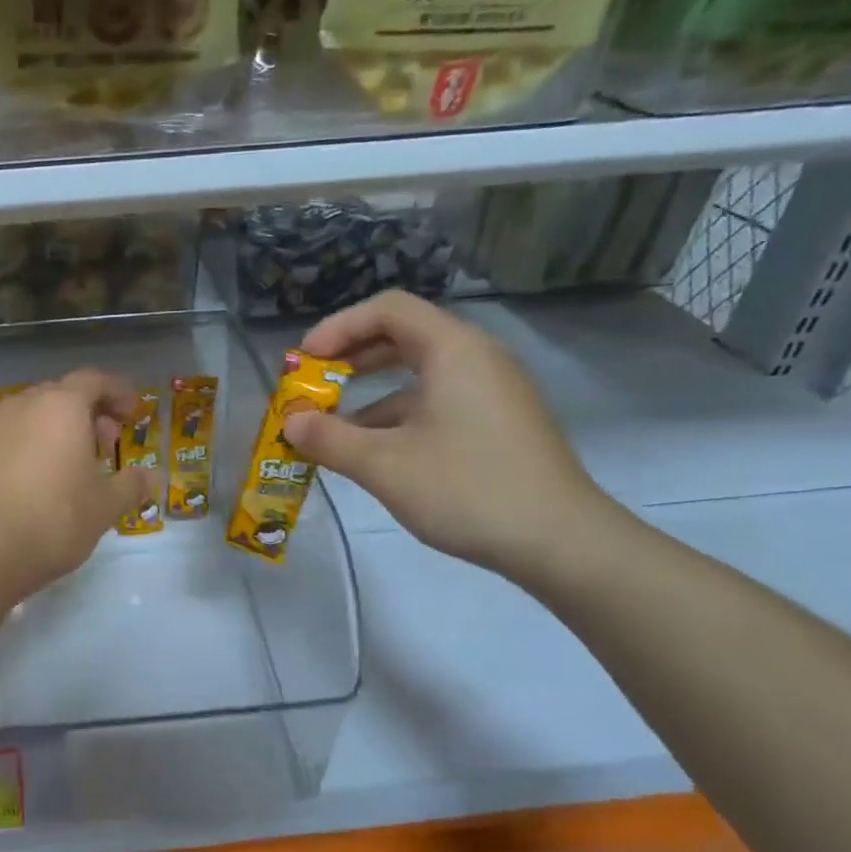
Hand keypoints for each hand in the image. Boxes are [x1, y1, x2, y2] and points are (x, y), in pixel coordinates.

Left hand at [0, 369, 158, 603]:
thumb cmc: (52, 521)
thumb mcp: (104, 508)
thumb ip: (131, 486)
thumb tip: (153, 477)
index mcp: (61, 407)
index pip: (94, 380)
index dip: (117, 392)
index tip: (132, 412)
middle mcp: (22, 406)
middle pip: (60, 394)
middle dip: (88, 413)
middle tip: (105, 443)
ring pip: (30, 416)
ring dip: (54, 430)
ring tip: (69, 466)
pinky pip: (5, 438)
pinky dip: (25, 448)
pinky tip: (30, 482)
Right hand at [281, 291, 609, 576]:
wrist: (560, 542)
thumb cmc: (466, 490)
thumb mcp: (384, 465)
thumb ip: (329, 439)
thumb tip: (290, 424)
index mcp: (453, 350)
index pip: (387, 309)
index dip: (338, 328)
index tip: (304, 362)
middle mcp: (476, 358)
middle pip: (403, 336)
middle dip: (350, 358)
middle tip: (312, 386)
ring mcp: (492, 391)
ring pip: (419, 373)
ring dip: (370, 393)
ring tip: (332, 427)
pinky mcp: (498, 422)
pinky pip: (437, 400)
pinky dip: (398, 415)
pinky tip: (373, 451)